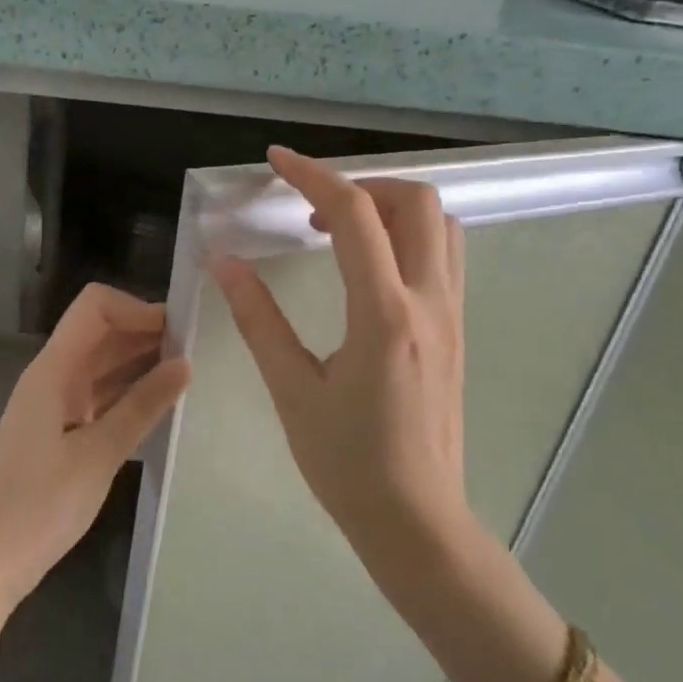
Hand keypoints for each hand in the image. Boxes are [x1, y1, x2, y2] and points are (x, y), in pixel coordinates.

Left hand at [0, 285, 189, 664]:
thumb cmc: (40, 506)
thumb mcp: (99, 454)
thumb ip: (142, 406)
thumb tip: (185, 364)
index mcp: (54, 370)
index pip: (95, 307)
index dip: (138, 308)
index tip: (180, 332)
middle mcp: (53, 376)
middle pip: (101, 332)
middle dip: (147, 333)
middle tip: (199, 353)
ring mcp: (55, 404)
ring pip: (102, 364)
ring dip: (141, 363)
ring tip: (189, 377)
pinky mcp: (60, 431)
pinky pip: (99, 395)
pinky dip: (129, 393)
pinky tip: (162, 406)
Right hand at [211, 147, 473, 588]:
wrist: (415, 520)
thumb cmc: (347, 463)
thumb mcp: (292, 390)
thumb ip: (259, 319)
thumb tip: (225, 262)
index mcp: (384, 314)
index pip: (355, 216)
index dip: (313, 176)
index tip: (276, 161)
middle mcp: (429, 302)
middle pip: (417, 202)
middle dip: (361, 186)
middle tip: (313, 210)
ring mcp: (452, 316)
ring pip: (441, 226)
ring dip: (392, 208)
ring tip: (341, 232)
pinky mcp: (457, 332)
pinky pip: (445, 257)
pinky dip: (411, 236)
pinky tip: (370, 269)